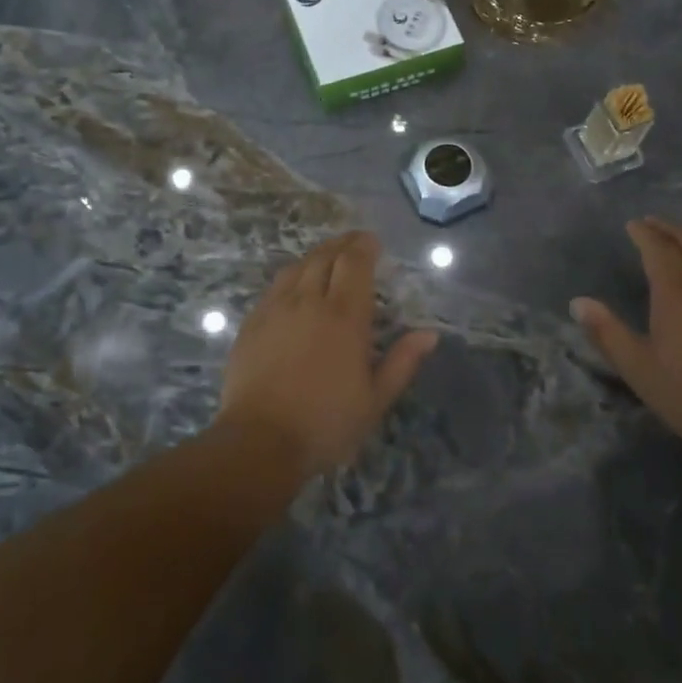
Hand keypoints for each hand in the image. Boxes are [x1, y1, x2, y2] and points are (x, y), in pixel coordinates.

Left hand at [219, 231, 438, 476]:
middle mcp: (308, 302)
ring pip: (297, 267)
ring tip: (327, 258)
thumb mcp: (375, 399)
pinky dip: (291, 276)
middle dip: (342, 244)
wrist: (260, 441)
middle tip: (354, 242)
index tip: (372, 241)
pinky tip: (294, 286)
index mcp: (344, 317)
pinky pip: (274, 287)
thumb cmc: (326, 423)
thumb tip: (429, 334)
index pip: (354, 263)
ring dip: (315, 256)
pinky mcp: (252, 323)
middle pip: (325, 257)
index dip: (364, 246)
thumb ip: (403, 362)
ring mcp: (275, 310)